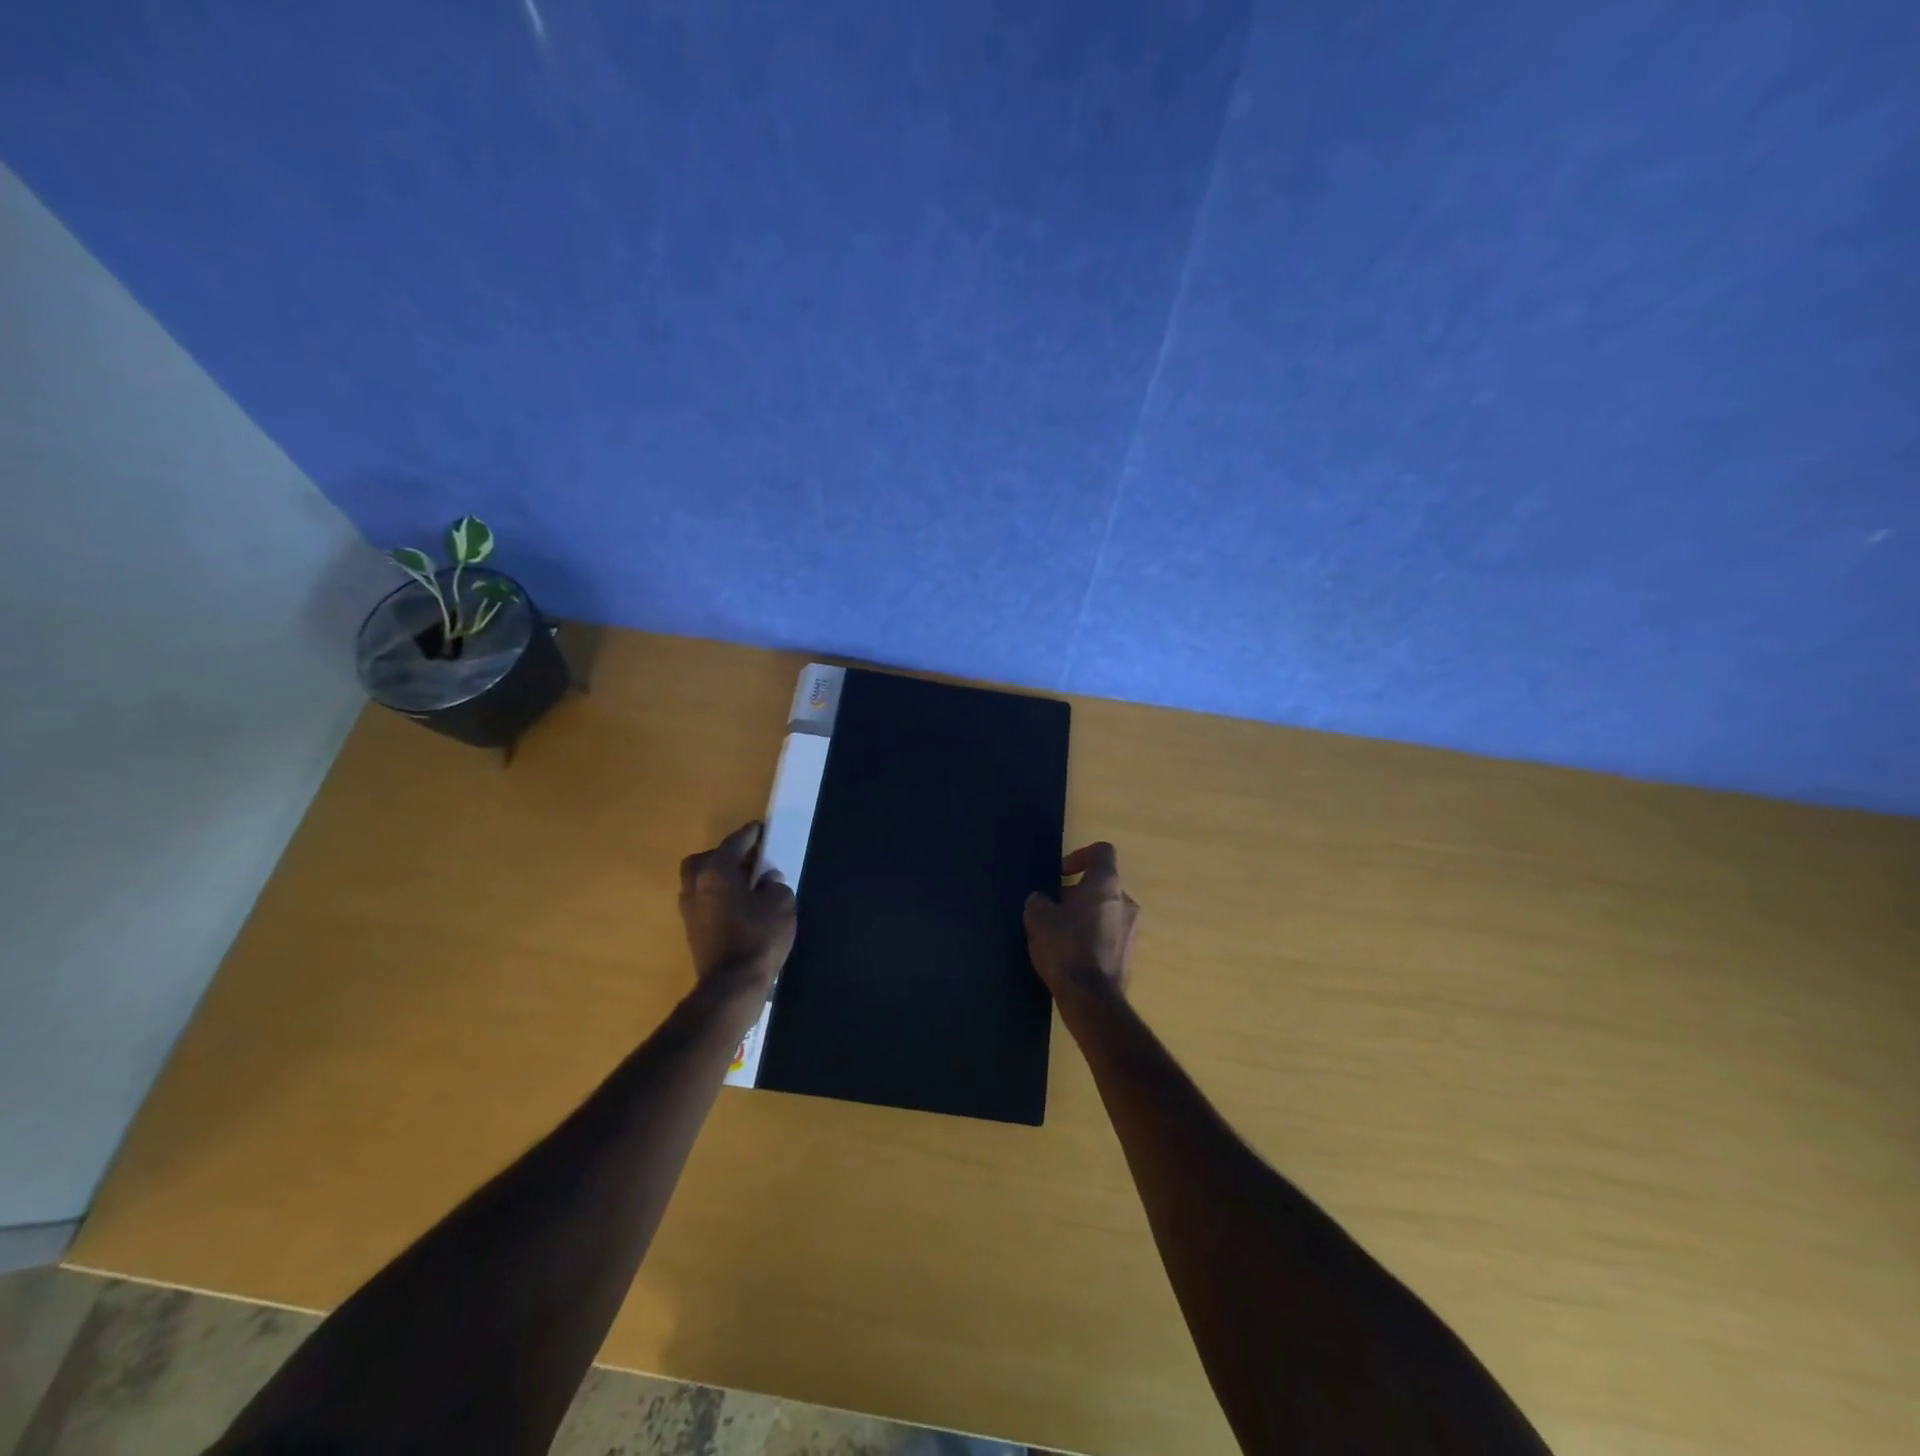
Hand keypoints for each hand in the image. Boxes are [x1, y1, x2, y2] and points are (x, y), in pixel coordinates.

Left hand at [678, 821, 796, 993]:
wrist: (732, 985)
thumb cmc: (759, 937)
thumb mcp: (781, 904)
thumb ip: (774, 885)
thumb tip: (766, 879)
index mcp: (717, 870)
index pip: (734, 843)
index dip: (750, 834)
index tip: (760, 828)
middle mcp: (697, 884)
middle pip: (706, 859)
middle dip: (725, 855)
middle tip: (748, 859)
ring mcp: (689, 909)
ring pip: (700, 881)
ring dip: (719, 877)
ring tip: (744, 883)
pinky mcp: (691, 930)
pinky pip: (703, 901)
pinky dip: (717, 897)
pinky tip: (737, 905)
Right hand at [1023, 842, 1138, 1000]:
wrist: (1092, 999)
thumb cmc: (1065, 948)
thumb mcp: (1038, 918)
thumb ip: (1039, 901)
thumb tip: (1043, 901)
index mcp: (1106, 884)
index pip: (1102, 851)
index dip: (1080, 856)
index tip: (1060, 874)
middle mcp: (1126, 902)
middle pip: (1101, 885)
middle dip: (1076, 893)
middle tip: (1052, 910)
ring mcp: (1133, 930)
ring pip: (1105, 911)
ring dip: (1084, 917)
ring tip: (1060, 936)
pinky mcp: (1130, 955)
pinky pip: (1109, 935)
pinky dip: (1093, 938)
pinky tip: (1072, 956)